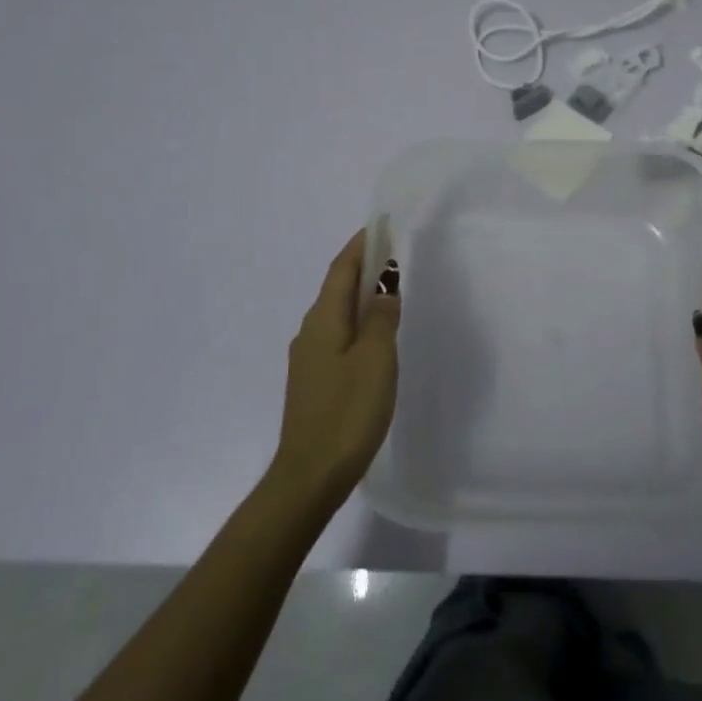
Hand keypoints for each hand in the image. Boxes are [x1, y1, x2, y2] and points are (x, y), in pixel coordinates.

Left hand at [269, 229, 401, 507]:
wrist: (310, 475)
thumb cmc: (347, 412)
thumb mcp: (376, 360)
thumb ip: (382, 318)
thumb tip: (384, 286)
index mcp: (323, 320)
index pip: (341, 269)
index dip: (360, 245)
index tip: (379, 225)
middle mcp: (310, 332)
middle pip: (337, 288)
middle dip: (362, 266)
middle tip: (392, 252)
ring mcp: (309, 358)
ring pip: (337, 313)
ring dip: (360, 295)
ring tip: (388, 289)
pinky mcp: (314, 380)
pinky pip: (338, 335)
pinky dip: (357, 322)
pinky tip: (374, 336)